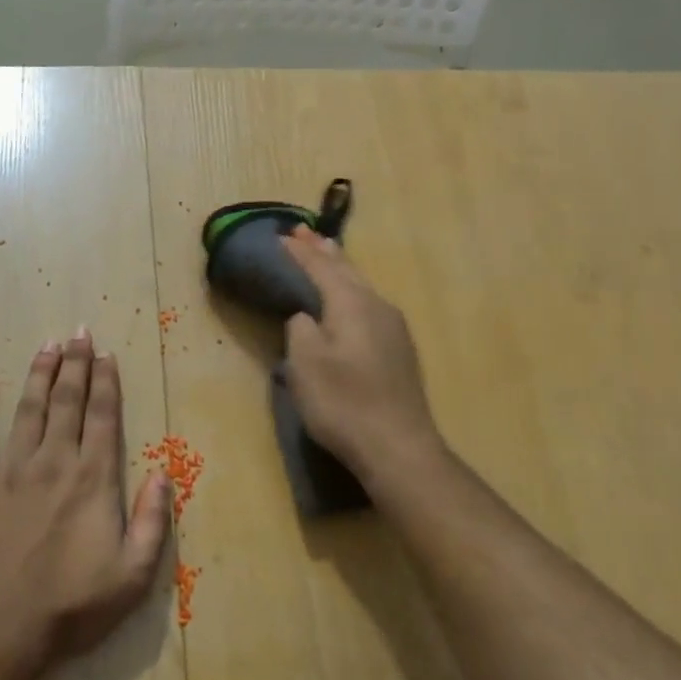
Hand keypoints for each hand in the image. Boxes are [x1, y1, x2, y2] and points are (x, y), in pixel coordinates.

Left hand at [0, 330, 171, 668]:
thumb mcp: (133, 574)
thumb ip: (152, 520)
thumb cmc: (71, 606)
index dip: (106, 382)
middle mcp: (53, 462)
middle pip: (66, 402)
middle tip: (78, 333)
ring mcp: (9, 471)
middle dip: (75, 364)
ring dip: (38, 374)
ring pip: (26, 409)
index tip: (106, 354)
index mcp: (92, 479)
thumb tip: (163, 472)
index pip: (103, 417)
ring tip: (47, 345)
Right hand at [281, 226, 442, 478]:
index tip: (281, 236)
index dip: (299, 252)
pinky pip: (369, 305)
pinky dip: (351, 292)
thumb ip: (300, 330)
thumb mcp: (305, 365)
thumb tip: (306, 316)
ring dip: (340, 269)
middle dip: (323, 251)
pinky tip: (349, 299)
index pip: (321, 268)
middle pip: (347, 270)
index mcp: (352, 304)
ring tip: (326, 254)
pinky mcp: (399, 350)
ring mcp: (394, 328)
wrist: (398, 446)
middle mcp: (378, 306)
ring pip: (361, 287)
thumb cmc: (344, 403)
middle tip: (304, 233)